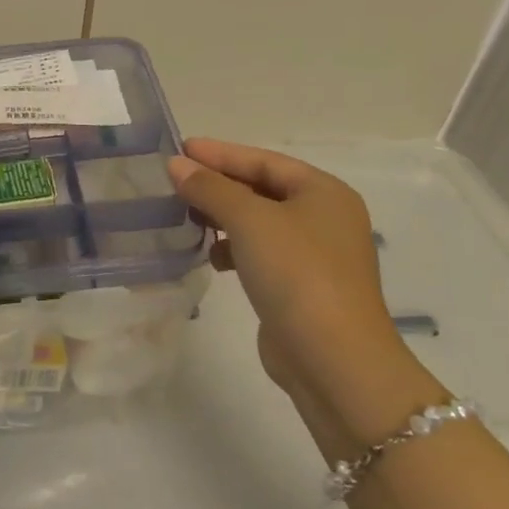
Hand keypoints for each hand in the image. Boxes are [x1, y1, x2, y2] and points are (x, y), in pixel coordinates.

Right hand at [167, 139, 438, 447]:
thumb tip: (176, 165)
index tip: (178, 149)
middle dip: (218, 185)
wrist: (334, 359)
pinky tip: (212, 257)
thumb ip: (210, 188)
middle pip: (262, 188)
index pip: (263, 160)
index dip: (220, 153)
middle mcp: (324, 217)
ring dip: (222, 217)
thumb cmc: (296, 274)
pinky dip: (233, 249)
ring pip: (258, 222)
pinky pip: (260, 252)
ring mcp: (315, 254)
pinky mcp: (301, 286)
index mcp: (324, 193)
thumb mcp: (249, 220)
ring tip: (186, 217)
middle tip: (174, 181)